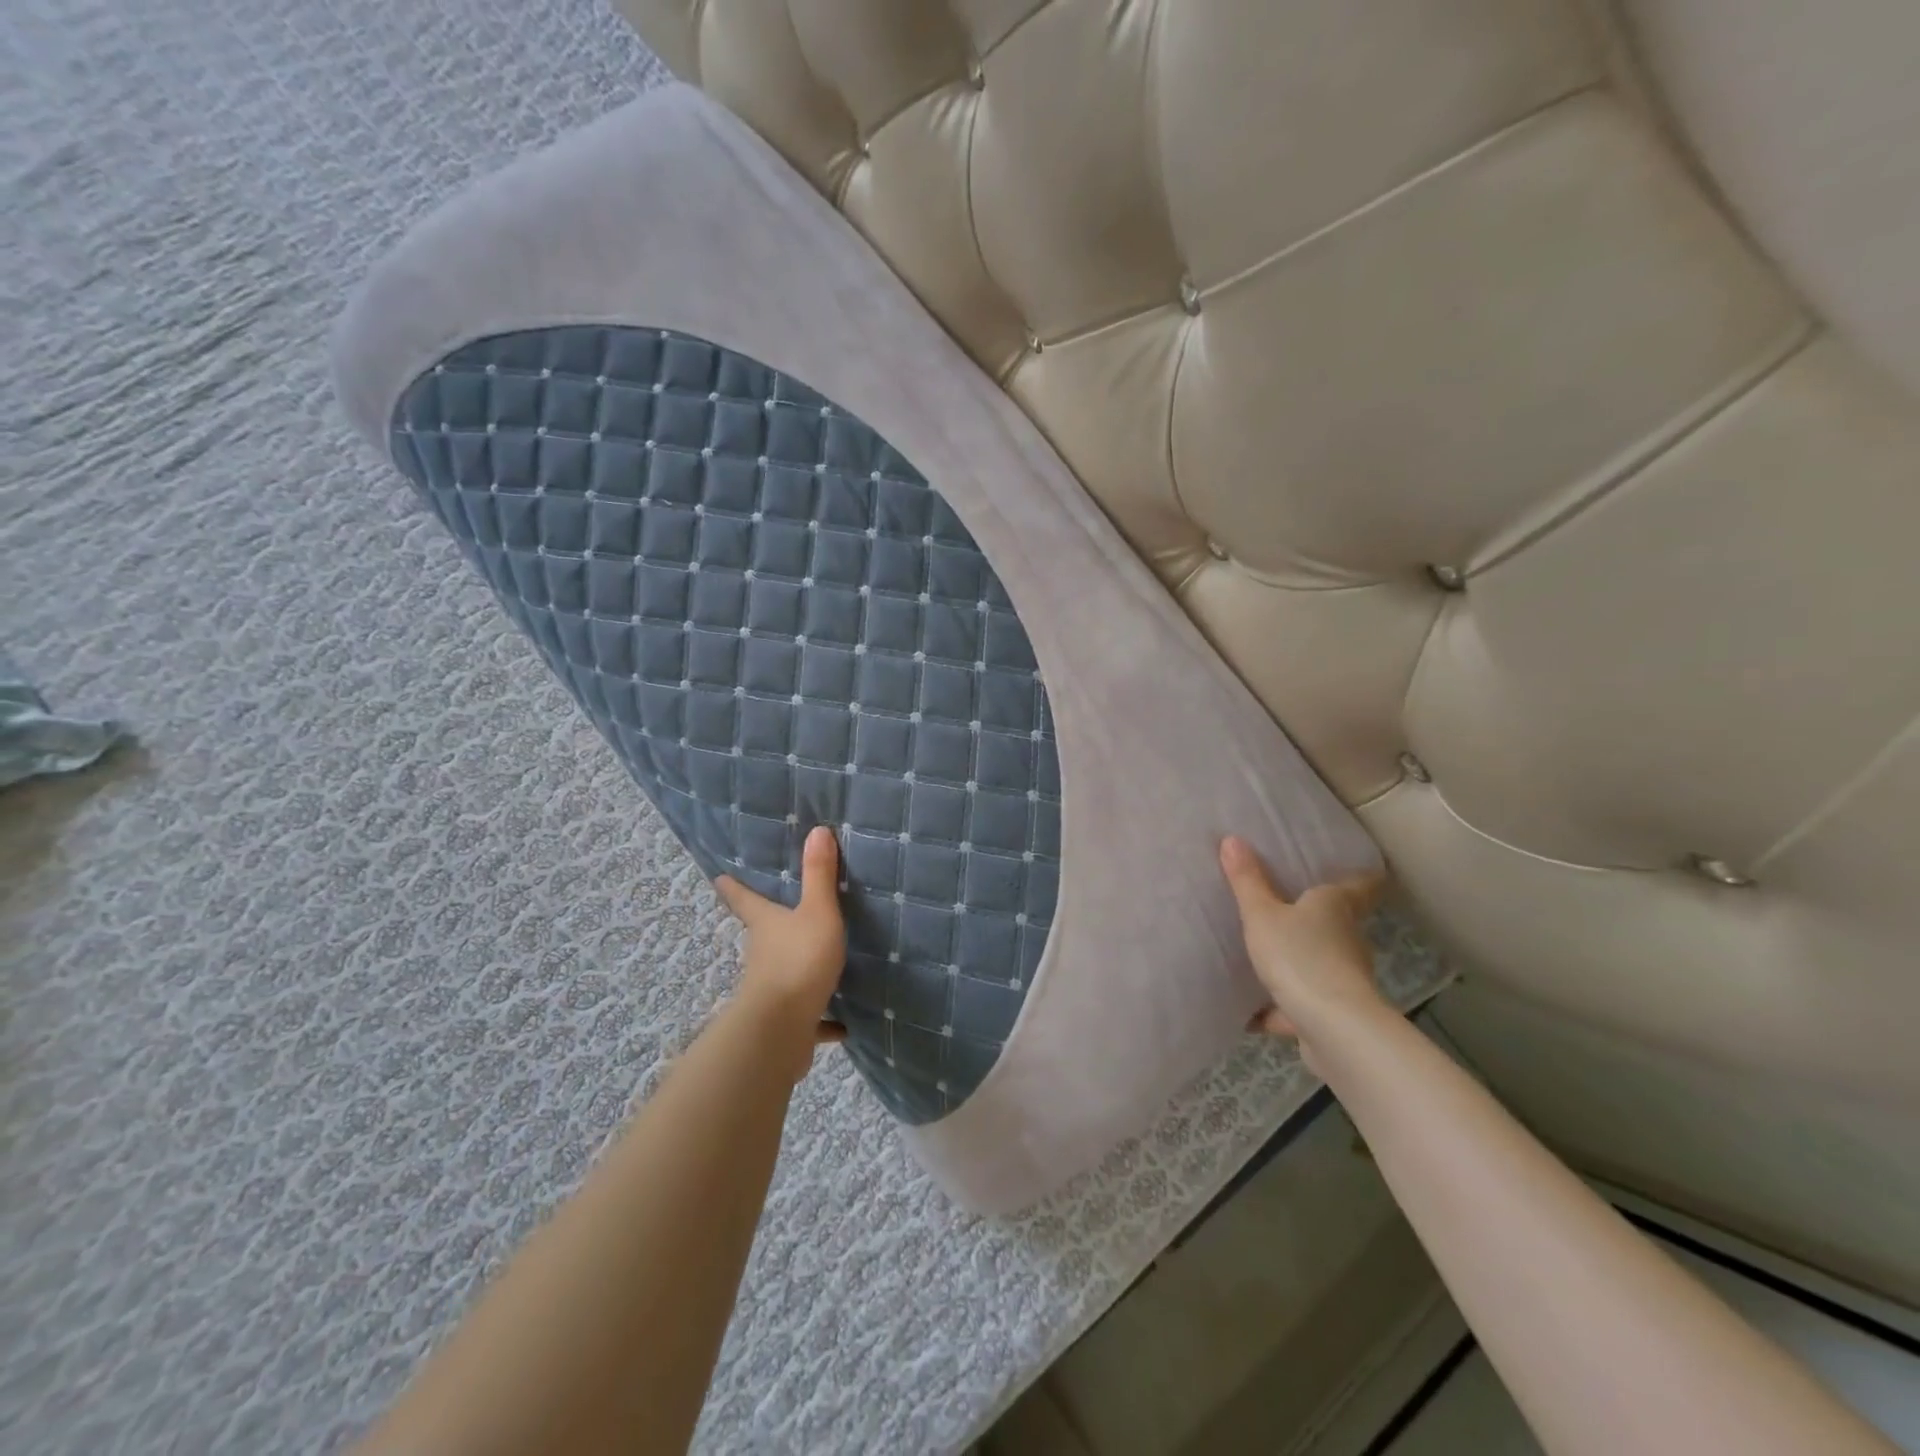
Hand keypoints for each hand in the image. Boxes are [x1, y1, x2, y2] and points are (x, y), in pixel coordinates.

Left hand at [714, 826, 847, 1049]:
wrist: (780, 1029)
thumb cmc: (797, 960)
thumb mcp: (816, 912)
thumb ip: (819, 875)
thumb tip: (817, 829)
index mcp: (766, 924)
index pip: (745, 900)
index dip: (733, 887)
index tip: (719, 878)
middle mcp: (762, 954)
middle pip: (762, 935)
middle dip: (768, 926)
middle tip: (776, 916)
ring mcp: (771, 990)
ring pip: (782, 974)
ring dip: (796, 971)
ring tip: (817, 966)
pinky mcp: (787, 1021)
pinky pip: (808, 1017)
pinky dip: (821, 1020)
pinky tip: (840, 1025)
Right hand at [1220, 835, 1386, 1065]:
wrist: (1333, 1028)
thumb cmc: (1301, 956)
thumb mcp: (1262, 915)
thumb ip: (1247, 882)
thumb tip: (1233, 839)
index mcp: (1336, 907)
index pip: (1362, 884)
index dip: (1360, 875)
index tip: (1355, 868)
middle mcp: (1347, 939)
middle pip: (1338, 923)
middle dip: (1317, 918)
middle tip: (1287, 905)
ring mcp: (1342, 979)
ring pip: (1320, 963)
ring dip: (1299, 961)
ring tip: (1266, 956)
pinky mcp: (1331, 1014)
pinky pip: (1301, 1005)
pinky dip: (1280, 1009)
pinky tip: (1251, 1013)